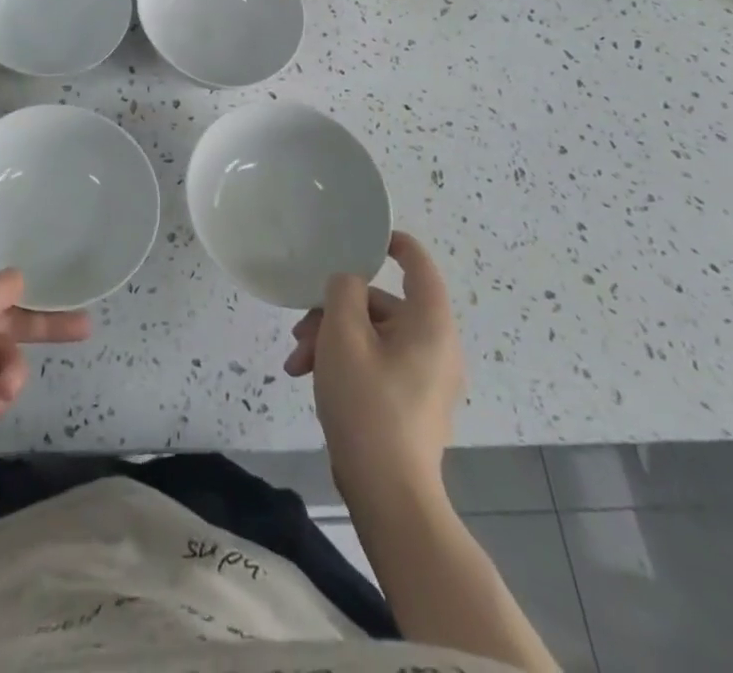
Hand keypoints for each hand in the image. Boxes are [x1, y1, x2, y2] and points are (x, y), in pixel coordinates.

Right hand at [283, 230, 463, 501]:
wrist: (388, 494)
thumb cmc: (367, 403)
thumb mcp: (343, 335)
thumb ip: (344, 291)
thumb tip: (349, 282)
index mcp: (430, 323)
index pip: (418, 264)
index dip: (392, 243)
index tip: (359, 238)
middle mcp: (436, 345)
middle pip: (382, 304)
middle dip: (334, 311)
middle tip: (299, 330)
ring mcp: (426, 377)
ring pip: (372, 335)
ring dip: (331, 340)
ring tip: (296, 362)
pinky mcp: (411, 402)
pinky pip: (377, 363)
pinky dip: (345, 362)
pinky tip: (309, 379)